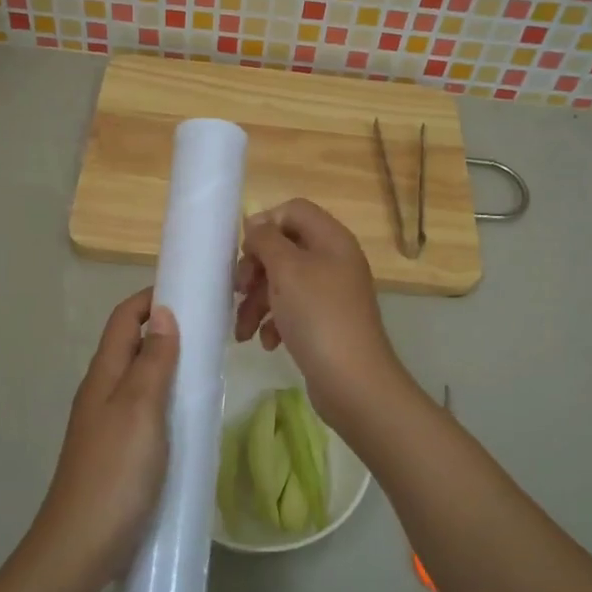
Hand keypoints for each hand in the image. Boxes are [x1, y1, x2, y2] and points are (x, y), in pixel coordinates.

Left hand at [32, 288, 179, 588]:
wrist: (82, 545)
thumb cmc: (116, 471)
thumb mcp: (140, 408)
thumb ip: (153, 361)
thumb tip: (162, 313)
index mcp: (103, 375)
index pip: (123, 318)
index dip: (151, 298)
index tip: (190, 292)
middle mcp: (101, 392)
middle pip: (130, 344)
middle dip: (165, 328)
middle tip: (210, 330)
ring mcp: (106, 423)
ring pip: (138, 377)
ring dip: (167, 363)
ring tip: (206, 366)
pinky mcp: (117, 450)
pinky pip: (143, 408)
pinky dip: (166, 397)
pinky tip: (188, 413)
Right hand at [234, 199, 411, 427]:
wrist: (352, 380)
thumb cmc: (318, 316)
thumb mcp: (287, 270)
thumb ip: (267, 240)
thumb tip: (256, 224)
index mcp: (331, 239)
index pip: (293, 211)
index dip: (265, 224)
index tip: (245, 251)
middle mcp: (334, 260)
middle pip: (284, 248)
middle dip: (256, 270)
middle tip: (239, 290)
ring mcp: (331, 293)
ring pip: (283, 282)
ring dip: (257, 302)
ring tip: (242, 330)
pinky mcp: (324, 322)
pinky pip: (292, 310)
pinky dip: (274, 322)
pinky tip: (266, 342)